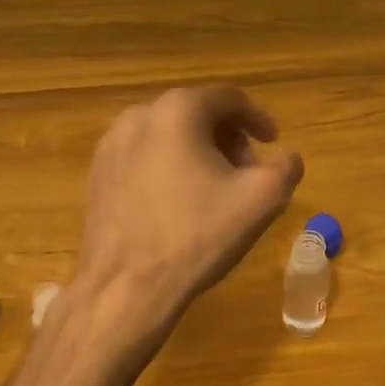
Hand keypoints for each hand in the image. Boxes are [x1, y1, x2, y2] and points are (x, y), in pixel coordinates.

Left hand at [76, 85, 303, 338]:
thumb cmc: (196, 237)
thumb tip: (287, 158)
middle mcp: (137, 116)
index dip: (257, 118)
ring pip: (166, 135)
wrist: (126, 286)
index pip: (228, 98)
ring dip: (197, 153)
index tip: (273, 142)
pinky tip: (178, 204)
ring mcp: (110, 145)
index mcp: (178, 111)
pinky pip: (142, 157)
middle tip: (247, 172)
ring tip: (214, 190)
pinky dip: (168, 168)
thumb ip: (286, 168)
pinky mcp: (96, 174)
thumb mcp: (261, 201)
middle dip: (227, 138)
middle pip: (195, 114)